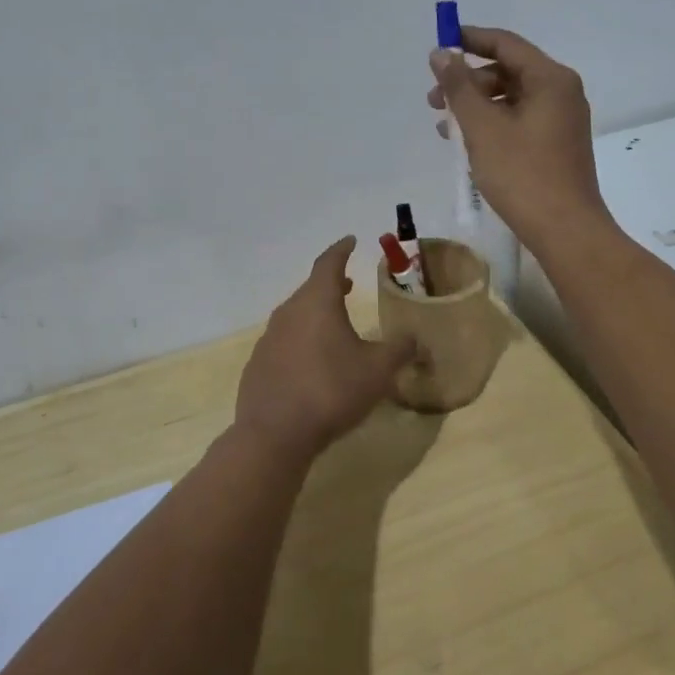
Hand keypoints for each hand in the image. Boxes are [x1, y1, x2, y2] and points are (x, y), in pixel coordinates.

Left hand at [235, 238, 416, 462]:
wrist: (275, 434)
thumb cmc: (331, 390)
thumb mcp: (377, 370)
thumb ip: (400, 350)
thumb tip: (416, 340)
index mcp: (317, 302)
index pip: (329, 263)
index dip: (341, 250)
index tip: (350, 240)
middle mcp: (289, 312)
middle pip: (311, 289)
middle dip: (331, 284)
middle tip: (348, 284)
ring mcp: (268, 339)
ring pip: (296, 315)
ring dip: (316, 313)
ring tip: (334, 323)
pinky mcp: (258, 365)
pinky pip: (284, 342)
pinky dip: (301, 340)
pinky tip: (311, 362)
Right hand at [427, 26, 613, 250]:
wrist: (565, 230)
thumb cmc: (522, 174)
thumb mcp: (482, 127)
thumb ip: (458, 87)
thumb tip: (441, 53)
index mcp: (550, 79)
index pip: (505, 44)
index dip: (470, 39)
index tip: (439, 45)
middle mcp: (561, 92)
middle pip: (508, 71)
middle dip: (467, 82)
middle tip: (433, 100)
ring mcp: (561, 120)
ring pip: (510, 99)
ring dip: (475, 106)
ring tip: (444, 127)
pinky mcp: (555, 144)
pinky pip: (518, 121)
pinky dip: (491, 125)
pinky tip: (466, 144)